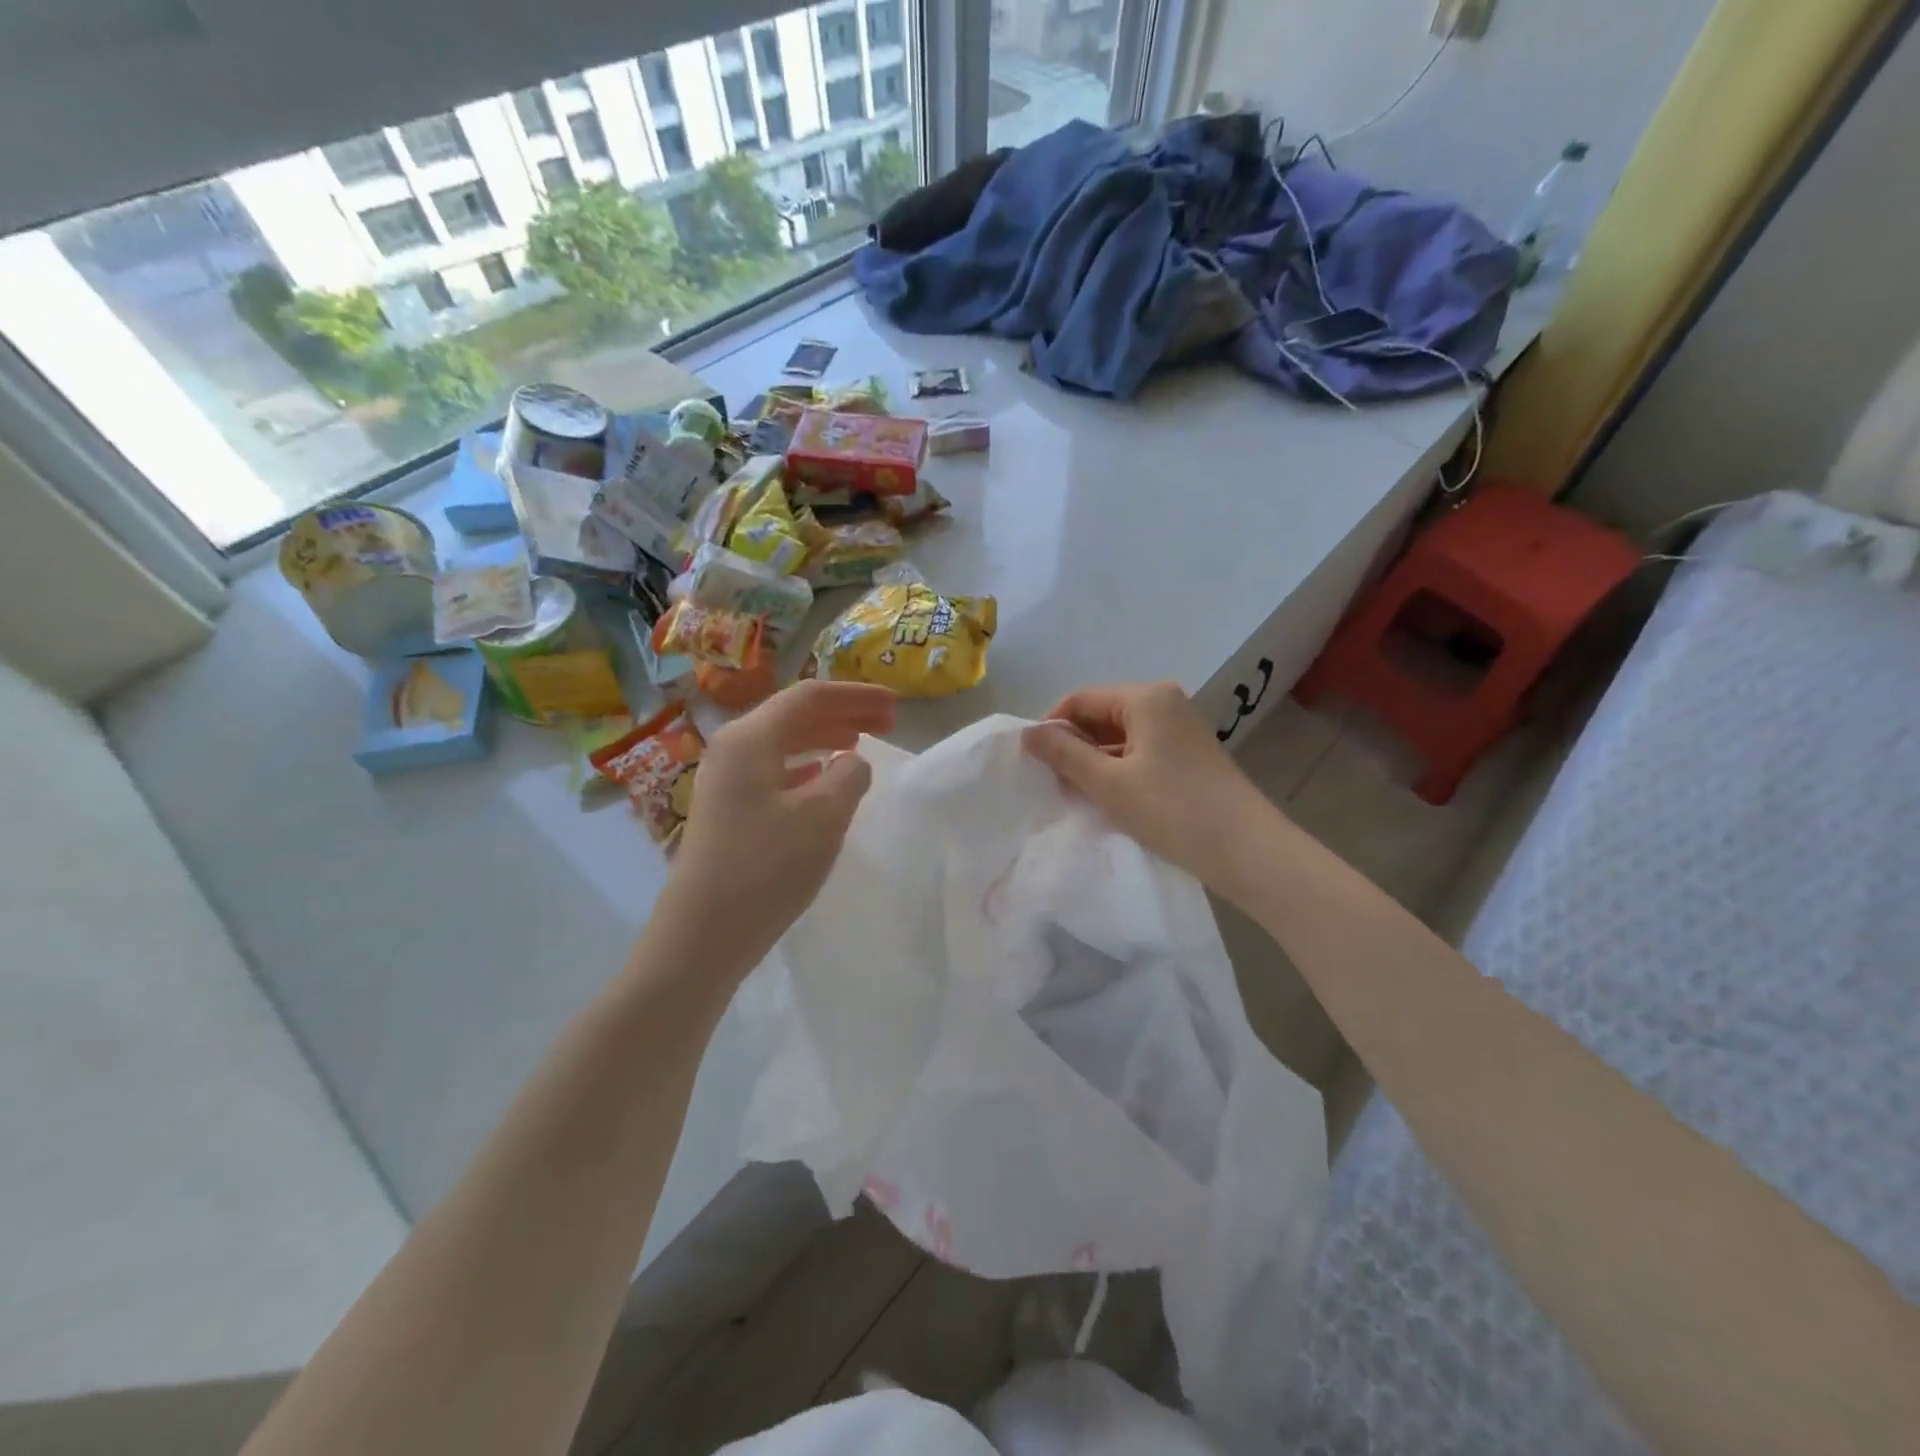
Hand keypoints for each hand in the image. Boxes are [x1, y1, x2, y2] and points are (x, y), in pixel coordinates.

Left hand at [660, 681, 895, 978]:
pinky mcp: (726, 809)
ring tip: (860, 743)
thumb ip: (848, 777)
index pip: (810, 696)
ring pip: (782, 742)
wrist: (703, 934)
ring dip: (824, 737)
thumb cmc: (766, 868)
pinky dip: (804, 765)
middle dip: (843, 713)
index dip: (857, 696)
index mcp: (751, 738)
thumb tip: (853, 762)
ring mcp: (724, 779)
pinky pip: (772, 769)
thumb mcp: (823, 818)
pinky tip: (821, 777)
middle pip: (794, 715)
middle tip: (887, 722)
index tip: (895, 706)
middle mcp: (732, 748)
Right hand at [1023, 681, 1275, 899]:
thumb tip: (1026, 733)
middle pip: (1101, 714)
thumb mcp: (1108, 783)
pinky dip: (1118, 770)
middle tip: (1051, 782)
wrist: (1247, 851)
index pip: (1081, 699)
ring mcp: (1180, 729)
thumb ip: (1064, 754)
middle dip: (1074, 745)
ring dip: (1095, 761)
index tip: (1031, 762)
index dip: (1051, 727)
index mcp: (1146, 697)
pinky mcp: (1188, 755)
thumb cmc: (1172, 810)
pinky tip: (1107, 798)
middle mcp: (1165, 703)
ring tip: (1075, 794)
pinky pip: (1140, 752)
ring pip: (1120, 736)